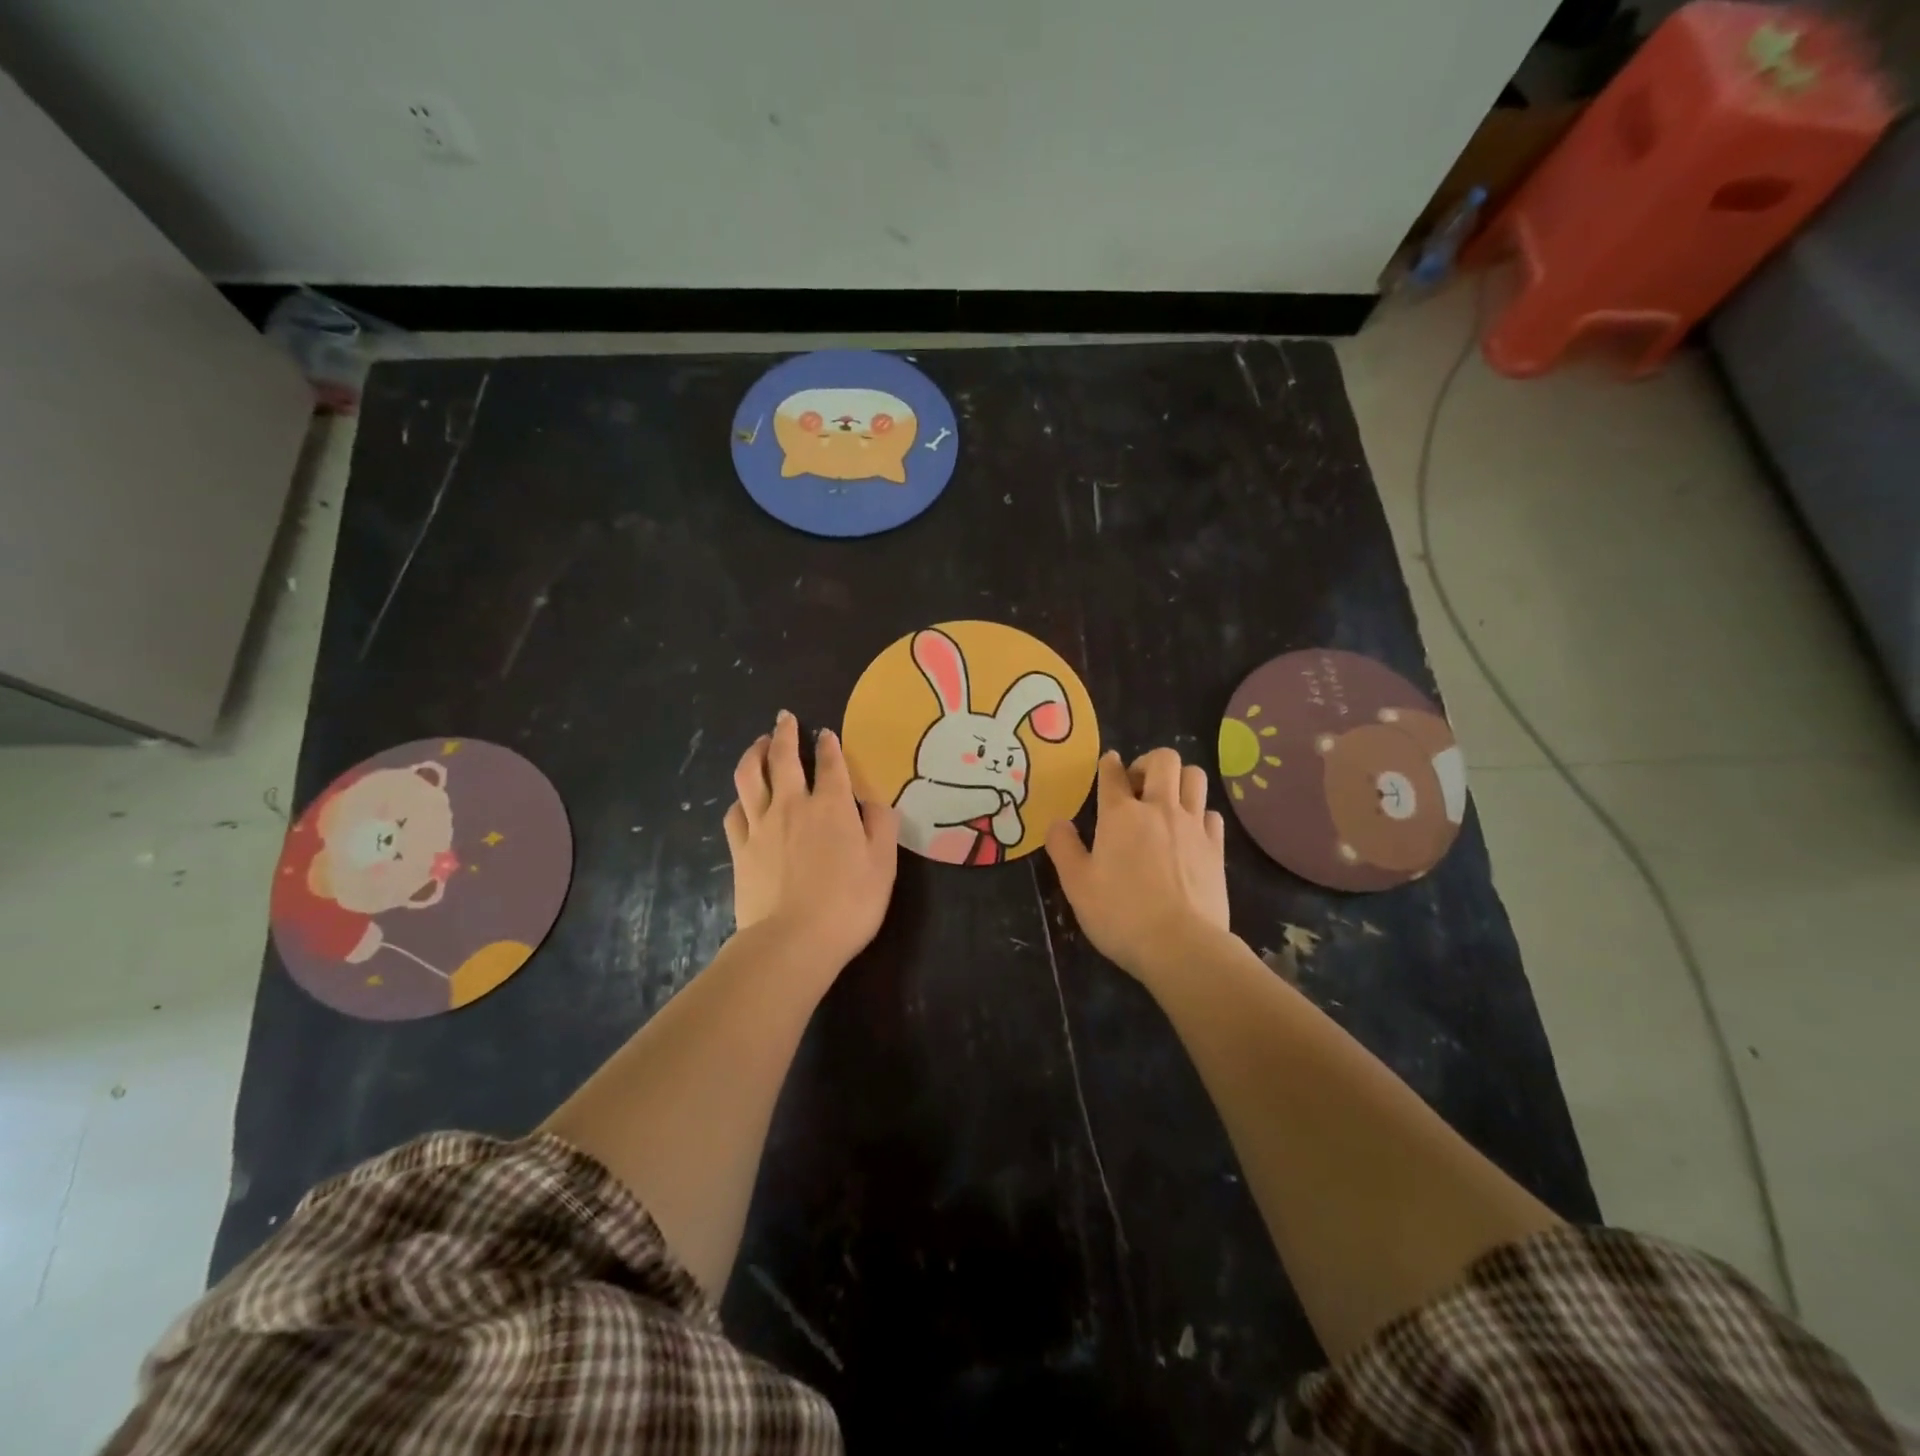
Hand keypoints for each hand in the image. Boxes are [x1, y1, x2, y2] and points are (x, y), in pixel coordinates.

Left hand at [724, 711, 898, 972]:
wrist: (792, 941)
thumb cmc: (848, 904)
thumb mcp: (883, 865)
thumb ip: (882, 826)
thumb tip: (876, 800)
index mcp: (832, 806)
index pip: (830, 764)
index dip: (829, 745)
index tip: (826, 733)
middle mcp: (793, 805)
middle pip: (783, 758)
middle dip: (784, 733)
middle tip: (784, 718)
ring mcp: (761, 825)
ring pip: (750, 776)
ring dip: (754, 753)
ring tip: (758, 744)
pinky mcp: (740, 848)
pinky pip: (735, 812)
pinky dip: (740, 798)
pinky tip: (743, 798)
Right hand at [1045, 748, 1229, 982]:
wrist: (1181, 945)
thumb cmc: (1120, 914)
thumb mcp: (1077, 885)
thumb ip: (1063, 848)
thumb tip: (1058, 822)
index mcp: (1120, 814)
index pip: (1112, 773)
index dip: (1108, 764)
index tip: (1107, 764)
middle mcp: (1159, 808)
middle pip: (1164, 760)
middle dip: (1148, 762)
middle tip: (1137, 785)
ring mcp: (1193, 825)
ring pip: (1195, 777)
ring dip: (1179, 780)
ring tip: (1167, 800)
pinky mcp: (1217, 847)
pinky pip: (1212, 813)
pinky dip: (1199, 813)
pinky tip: (1190, 831)